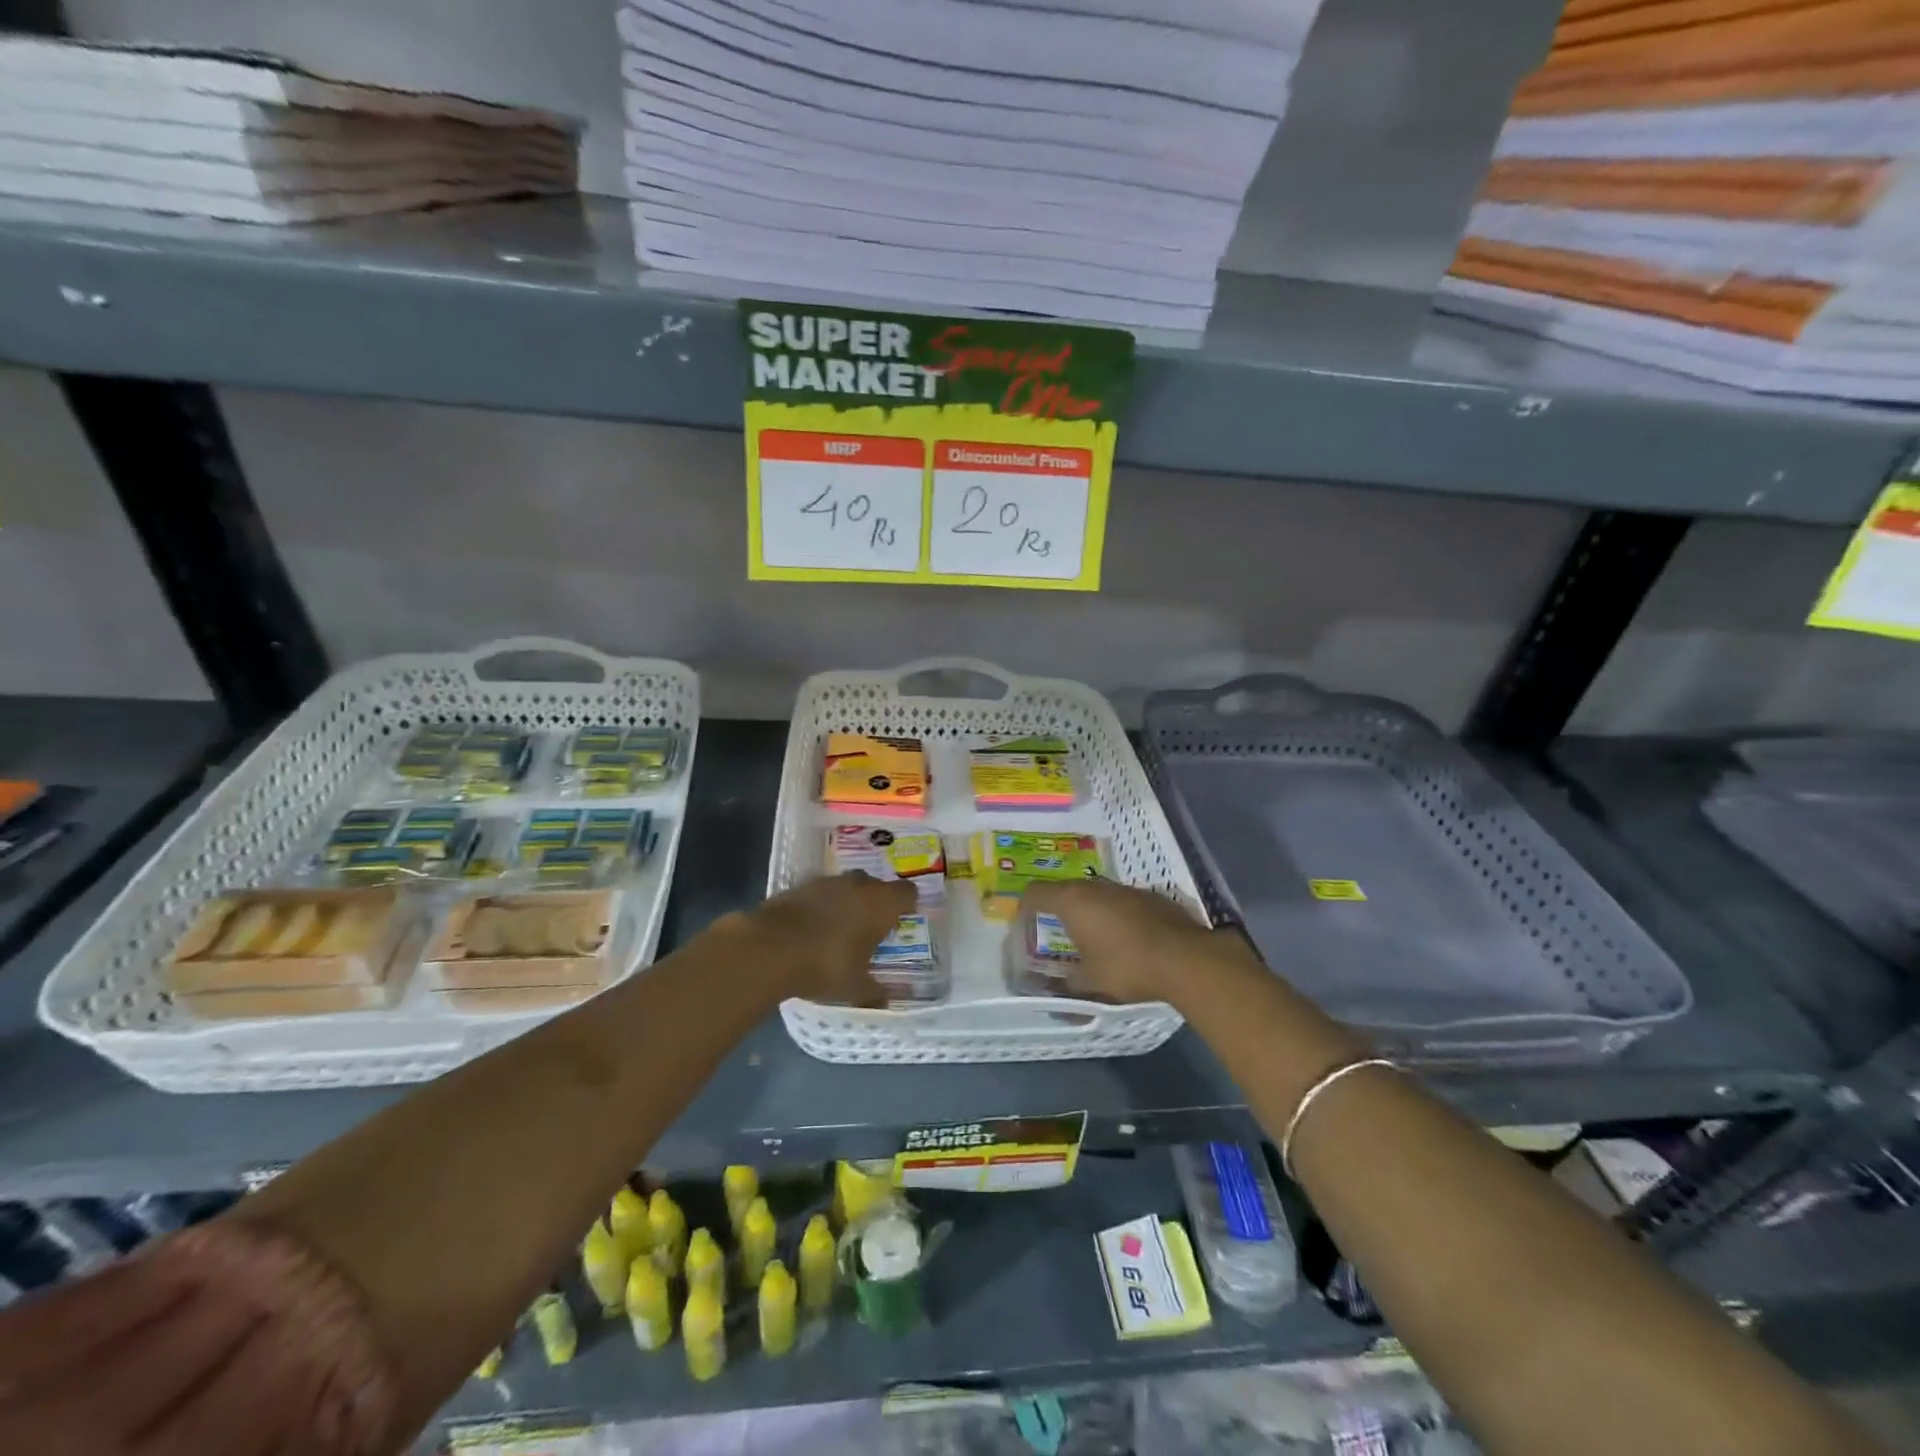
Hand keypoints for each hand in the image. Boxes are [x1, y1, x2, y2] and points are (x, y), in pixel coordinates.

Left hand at [743, 872, 915, 1005]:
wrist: (769, 947)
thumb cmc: (825, 965)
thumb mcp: (855, 987)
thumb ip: (874, 992)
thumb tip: (887, 1000)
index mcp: (881, 903)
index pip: (908, 894)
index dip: (906, 907)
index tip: (900, 923)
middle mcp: (859, 884)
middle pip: (876, 887)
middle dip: (875, 904)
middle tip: (870, 930)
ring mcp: (827, 882)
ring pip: (847, 887)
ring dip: (847, 903)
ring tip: (840, 930)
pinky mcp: (800, 885)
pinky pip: (821, 893)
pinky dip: (822, 906)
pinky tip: (813, 929)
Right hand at [1022, 879, 1254, 1005]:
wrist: (1185, 958)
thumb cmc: (1126, 967)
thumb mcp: (1090, 984)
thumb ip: (1066, 988)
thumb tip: (1052, 1000)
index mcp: (1073, 901)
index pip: (1035, 892)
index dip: (1024, 907)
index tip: (1023, 925)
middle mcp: (1096, 887)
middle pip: (1065, 889)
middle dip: (1056, 909)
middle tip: (1054, 932)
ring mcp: (1125, 889)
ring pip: (1096, 893)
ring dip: (1088, 910)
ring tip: (1089, 936)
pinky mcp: (1150, 896)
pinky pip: (1121, 901)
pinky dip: (1114, 915)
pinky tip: (1123, 938)